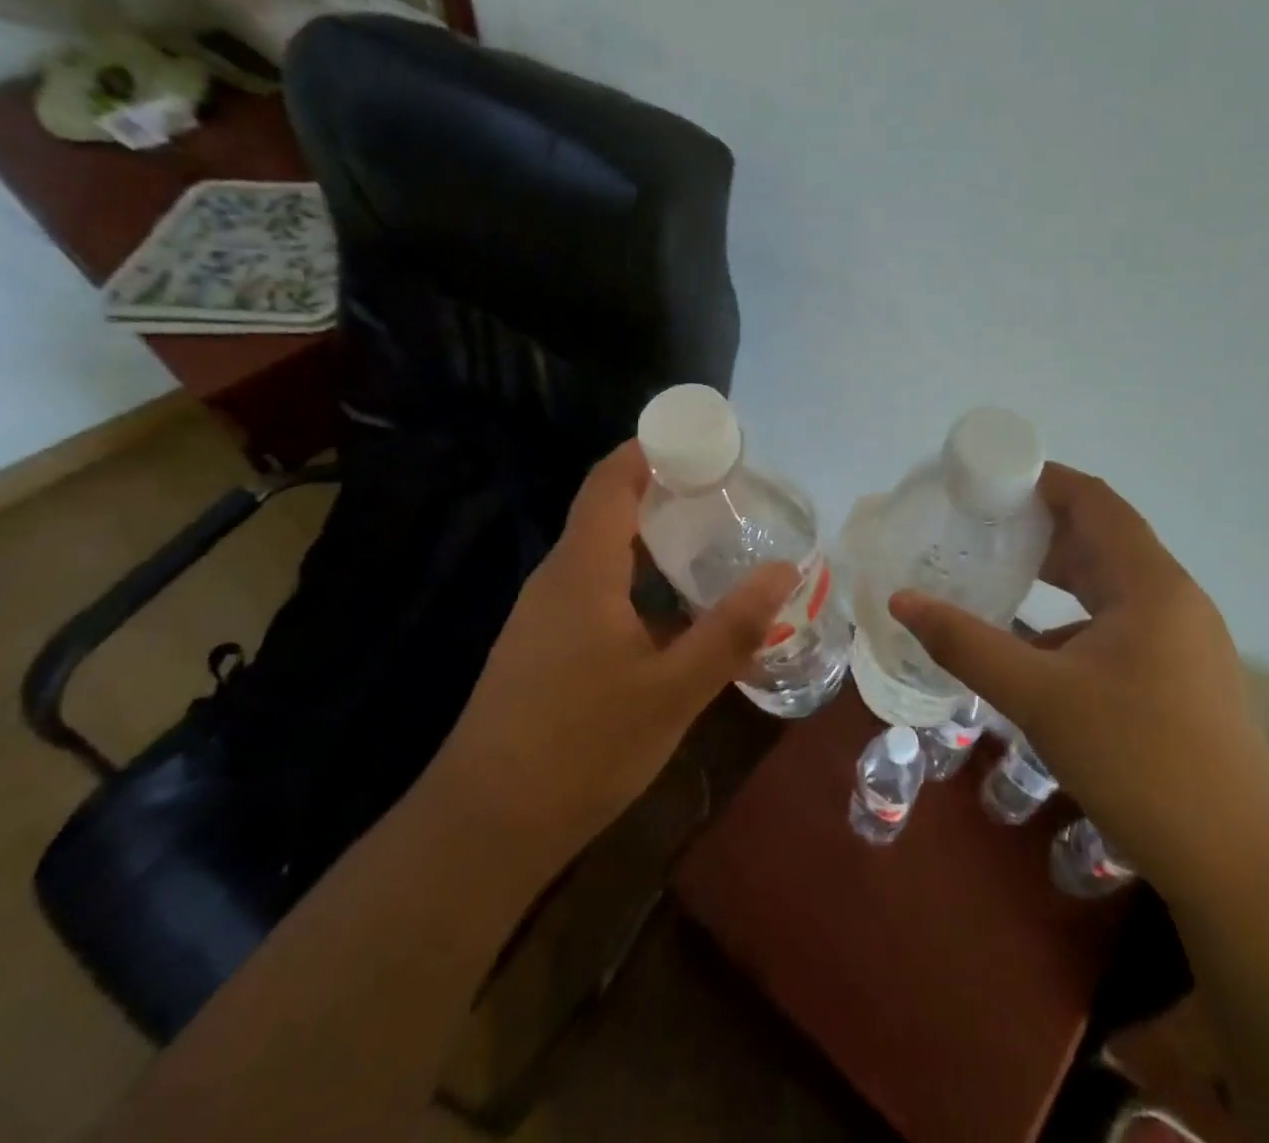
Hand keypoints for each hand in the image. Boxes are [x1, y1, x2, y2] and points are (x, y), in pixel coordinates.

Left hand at [434, 440, 794, 870]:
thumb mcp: (673, 690)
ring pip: (602, 554)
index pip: (611, 479)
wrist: (484, 826)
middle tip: (726, 496)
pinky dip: (637, 580)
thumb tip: (784, 570)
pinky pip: (594, 589)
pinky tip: (672, 614)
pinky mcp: (542, 647)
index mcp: (583, 569)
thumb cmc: (582, 747)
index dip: (651, 448)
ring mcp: (543, 614)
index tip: (704, 441)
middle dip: (664, 493)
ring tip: (710, 546)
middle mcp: (557, 578)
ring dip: (652, 541)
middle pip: (608, 510)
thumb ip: (731, 629)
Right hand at [889, 463, 1268, 891]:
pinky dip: (1071, 615)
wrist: (1238, 867)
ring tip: (997, 568)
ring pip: (1109, 583)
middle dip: (1040, 524)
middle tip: (977, 523)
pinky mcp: (1178, 677)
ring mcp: (1181, 641)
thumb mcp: (1040, 698)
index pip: (1096, 501)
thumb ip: (966, 644)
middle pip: (1102, 537)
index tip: (988, 478)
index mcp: (1151, 585)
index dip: (1043, 479)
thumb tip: (901, 601)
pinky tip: (1033, 642)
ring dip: (1056, 570)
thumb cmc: (1140, 762)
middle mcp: (1172, 600)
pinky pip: (1116, 622)